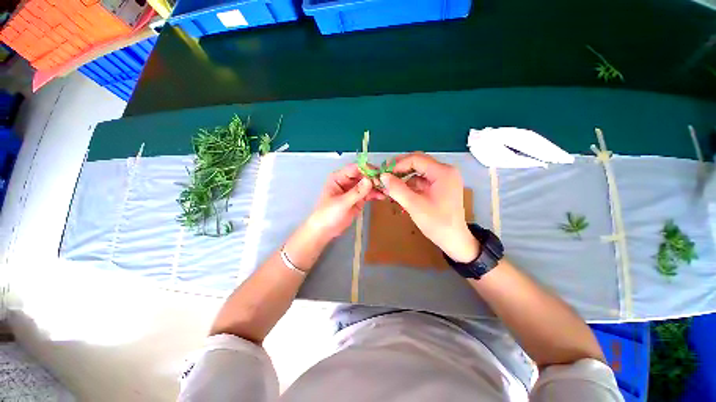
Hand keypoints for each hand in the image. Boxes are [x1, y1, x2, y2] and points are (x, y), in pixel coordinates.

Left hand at [306, 163, 383, 241]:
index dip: (367, 169)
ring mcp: (354, 190)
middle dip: (375, 179)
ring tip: (388, 191)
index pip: (355, 168)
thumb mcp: (342, 203)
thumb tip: (370, 180)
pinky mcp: (359, 199)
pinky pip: (369, 193)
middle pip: (364, 175)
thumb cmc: (328, 215)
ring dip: (377, 186)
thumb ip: (356, 192)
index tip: (379, 175)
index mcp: (339, 177)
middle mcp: (347, 181)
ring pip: (368, 184)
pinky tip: (383, 196)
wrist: (324, 230)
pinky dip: (376, 194)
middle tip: (386, 185)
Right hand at [379, 152, 479, 262]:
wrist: (454, 240)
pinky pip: (422, 181)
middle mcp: (445, 171)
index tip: (384, 173)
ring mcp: (444, 179)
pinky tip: (401, 193)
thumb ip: (397, 189)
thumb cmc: (437, 223)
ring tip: (391, 187)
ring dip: (404, 178)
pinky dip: (411, 186)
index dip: (398, 164)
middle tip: (385, 177)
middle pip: (418, 163)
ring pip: (419, 172)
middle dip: (400, 170)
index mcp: (443, 172)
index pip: (416, 159)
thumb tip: (383, 176)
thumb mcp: (414, 205)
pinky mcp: (440, 187)